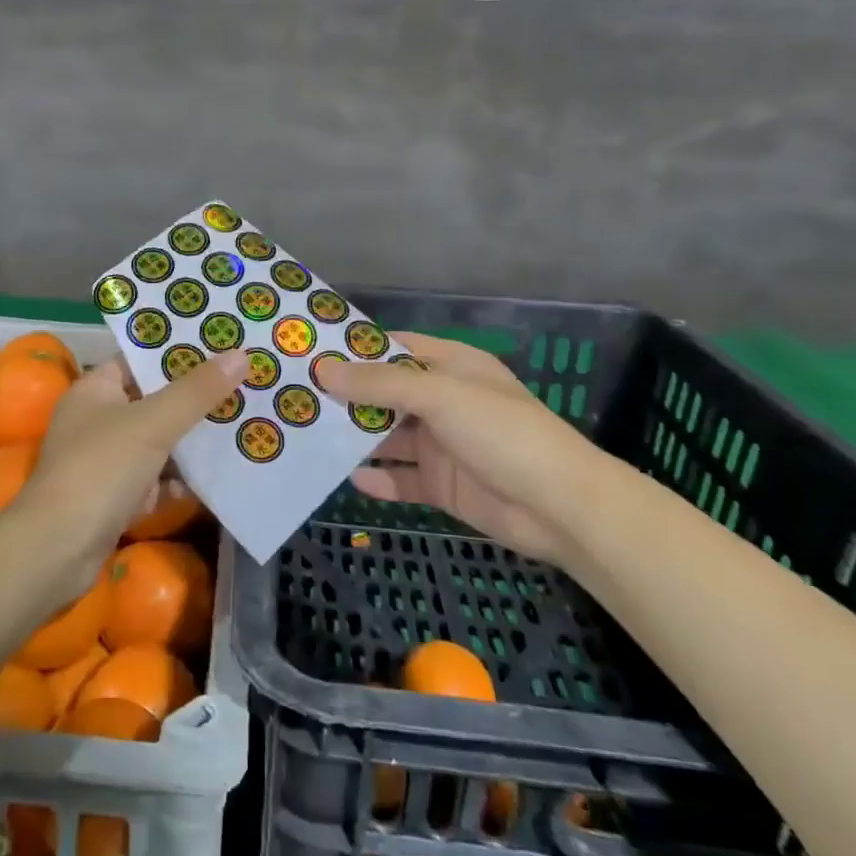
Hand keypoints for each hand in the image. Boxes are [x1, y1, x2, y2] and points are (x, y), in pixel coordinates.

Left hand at [11, 351, 245, 596]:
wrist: (58, 549)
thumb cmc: (100, 469)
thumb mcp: (153, 423)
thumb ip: (196, 391)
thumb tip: (240, 354)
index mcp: (95, 390)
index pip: (138, 361)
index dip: (176, 353)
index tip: (220, 346)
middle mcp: (97, 420)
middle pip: (153, 401)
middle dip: (195, 399)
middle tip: (243, 385)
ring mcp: (106, 462)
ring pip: (158, 443)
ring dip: (192, 441)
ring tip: (242, 426)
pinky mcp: (115, 498)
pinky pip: (156, 481)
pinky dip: (181, 481)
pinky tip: (217, 478)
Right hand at [313, 331, 608, 562]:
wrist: (560, 507)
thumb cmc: (501, 432)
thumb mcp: (439, 396)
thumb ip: (380, 383)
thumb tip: (323, 370)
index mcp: (450, 366)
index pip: (393, 348)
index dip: (354, 350)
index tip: (309, 354)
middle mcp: (443, 401)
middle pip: (384, 394)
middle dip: (346, 397)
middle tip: (296, 400)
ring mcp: (442, 444)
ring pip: (388, 436)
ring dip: (356, 438)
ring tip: (308, 438)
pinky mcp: (443, 484)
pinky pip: (402, 478)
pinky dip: (378, 479)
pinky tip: (349, 479)